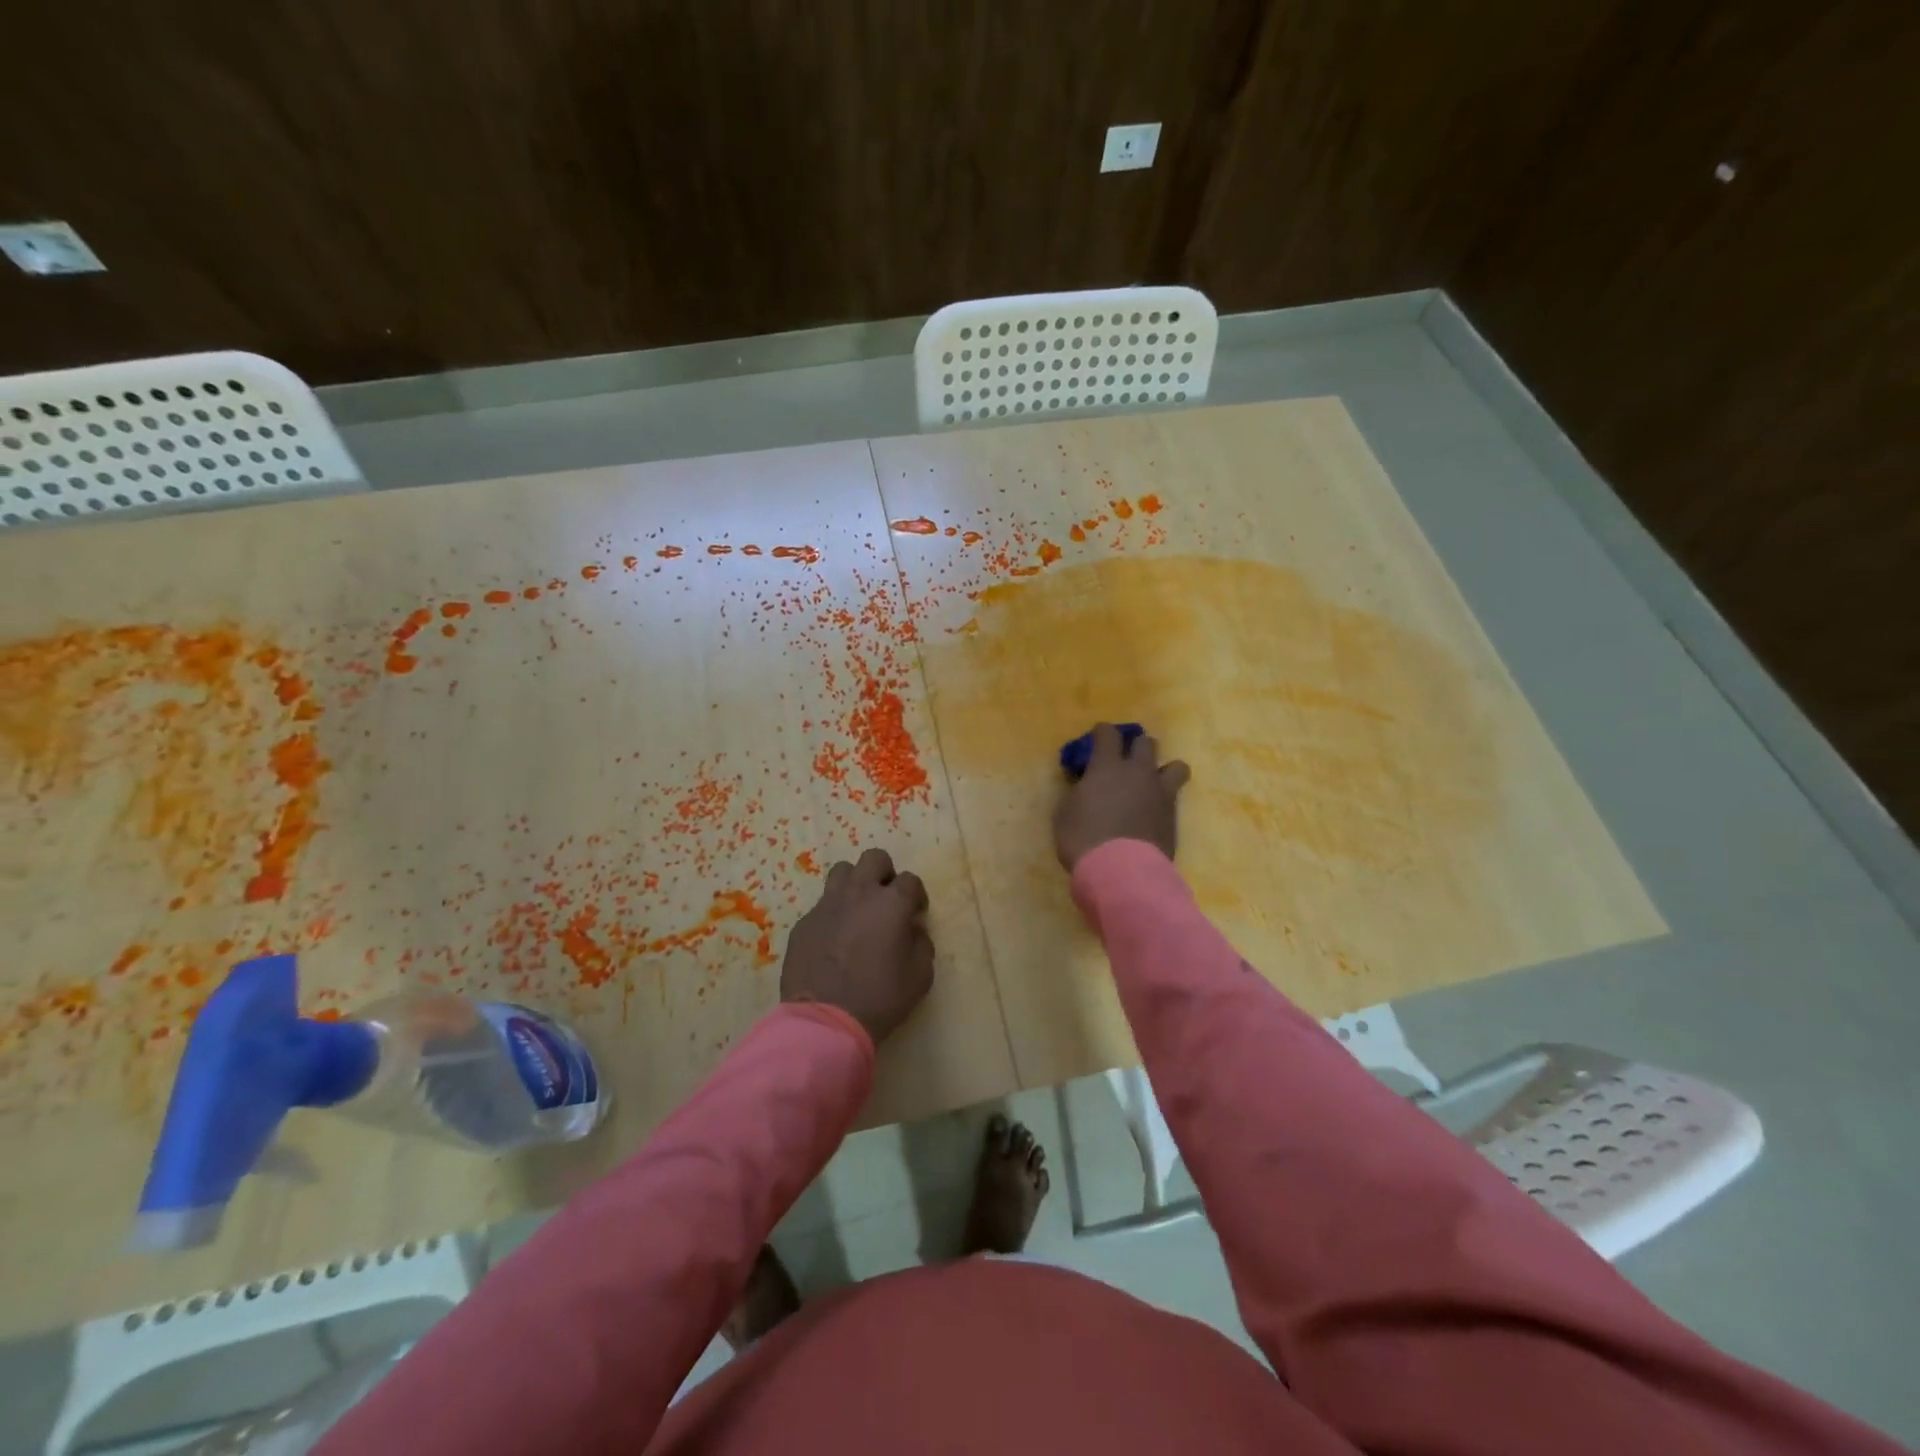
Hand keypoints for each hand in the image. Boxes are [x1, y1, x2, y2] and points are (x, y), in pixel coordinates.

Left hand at [782, 848, 933, 1043]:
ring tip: (858, 910)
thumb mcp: (920, 976)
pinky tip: (834, 939)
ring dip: (855, 884)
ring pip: (842, 872)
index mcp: (891, 903)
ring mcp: (827, 905)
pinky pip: (822, 905)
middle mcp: (859, 894)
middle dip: (885, 873)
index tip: (916, 914)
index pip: (910, 880)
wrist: (825, 1022)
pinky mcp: (804, 922)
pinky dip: (832, 914)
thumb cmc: (880, 998)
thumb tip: (912, 930)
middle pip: (874, 858)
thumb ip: (922, 944)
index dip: (917, 895)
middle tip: (886, 900)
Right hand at [1053, 722, 1190, 869]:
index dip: (1102, 732)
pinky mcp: (1173, 816)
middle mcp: (1138, 772)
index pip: (1108, 733)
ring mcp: (1160, 793)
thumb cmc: (1083, 838)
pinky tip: (1153, 811)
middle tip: (1125, 761)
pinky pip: (1175, 796)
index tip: (1097, 737)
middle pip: (1145, 743)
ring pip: (1175, 765)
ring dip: (1163, 769)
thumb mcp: (1065, 812)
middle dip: (1135, 746)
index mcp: (1107, 766)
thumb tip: (1084, 784)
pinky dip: (1164, 799)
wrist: (1121, 871)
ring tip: (1152, 783)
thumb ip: (1078, 791)